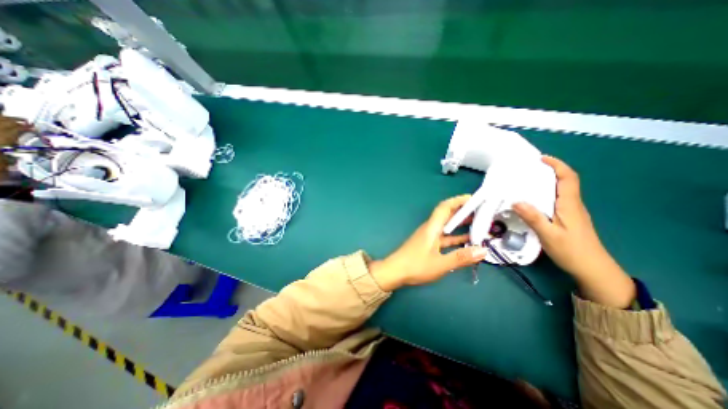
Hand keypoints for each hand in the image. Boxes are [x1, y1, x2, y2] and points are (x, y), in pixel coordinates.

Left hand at [372, 195, 484, 289]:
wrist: (395, 272)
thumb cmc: (415, 265)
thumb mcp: (440, 263)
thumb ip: (461, 257)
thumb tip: (483, 250)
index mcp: (432, 228)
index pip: (445, 207)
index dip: (458, 201)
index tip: (473, 199)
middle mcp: (430, 229)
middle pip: (447, 215)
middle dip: (463, 212)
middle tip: (481, 212)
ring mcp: (429, 237)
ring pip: (447, 227)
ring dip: (461, 225)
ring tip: (479, 225)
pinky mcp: (428, 245)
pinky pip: (445, 238)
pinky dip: (455, 237)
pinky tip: (467, 242)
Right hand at [507, 154, 634, 305]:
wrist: (593, 269)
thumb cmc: (572, 251)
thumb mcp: (549, 235)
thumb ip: (533, 217)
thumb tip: (515, 200)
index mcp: (569, 205)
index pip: (568, 178)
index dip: (557, 165)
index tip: (541, 159)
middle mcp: (572, 205)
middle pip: (564, 181)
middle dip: (549, 171)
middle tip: (527, 169)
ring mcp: (571, 212)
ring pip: (560, 191)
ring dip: (546, 182)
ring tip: (525, 182)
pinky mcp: (567, 219)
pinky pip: (556, 200)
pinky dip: (544, 194)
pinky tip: (532, 200)